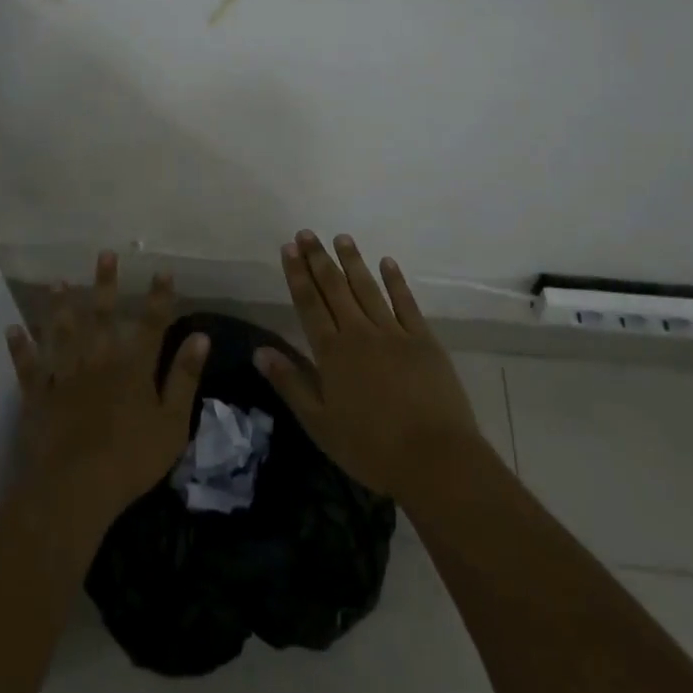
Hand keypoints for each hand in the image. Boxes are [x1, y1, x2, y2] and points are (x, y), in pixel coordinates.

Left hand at [5, 250, 208, 527]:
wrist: (76, 488)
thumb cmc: (131, 459)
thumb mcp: (172, 423)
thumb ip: (184, 378)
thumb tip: (201, 337)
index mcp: (133, 369)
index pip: (150, 325)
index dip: (158, 298)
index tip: (162, 270)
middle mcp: (98, 362)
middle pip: (102, 317)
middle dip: (105, 284)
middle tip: (104, 254)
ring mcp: (65, 377)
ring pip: (62, 334)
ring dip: (59, 307)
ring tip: (56, 282)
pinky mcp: (39, 397)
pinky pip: (28, 368)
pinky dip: (20, 348)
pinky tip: (12, 330)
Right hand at [254, 231, 479, 499]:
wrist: (434, 458)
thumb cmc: (370, 448)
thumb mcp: (319, 423)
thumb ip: (290, 383)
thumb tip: (259, 351)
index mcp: (332, 352)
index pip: (309, 304)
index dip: (297, 274)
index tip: (289, 248)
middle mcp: (359, 333)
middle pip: (335, 288)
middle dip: (319, 259)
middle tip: (307, 233)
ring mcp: (394, 333)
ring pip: (368, 288)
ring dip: (353, 261)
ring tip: (341, 237)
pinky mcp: (423, 340)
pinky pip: (406, 303)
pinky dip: (395, 281)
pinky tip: (387, 262)